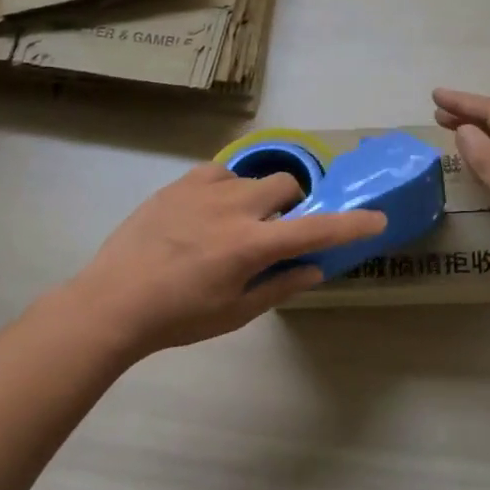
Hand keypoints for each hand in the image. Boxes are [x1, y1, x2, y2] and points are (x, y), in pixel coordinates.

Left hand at [71, 163, 385, 355]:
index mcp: (251, 246)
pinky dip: (228, 188)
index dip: (350, 224)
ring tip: (234, 225)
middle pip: (286, 184)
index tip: (377, 218)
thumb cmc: (178, 318)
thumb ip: (280, 285)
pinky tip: (210, 211)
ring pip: (253, 177)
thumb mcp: (235, 312)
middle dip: (293, 204)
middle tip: (275, 231)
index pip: (315, 229)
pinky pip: (221, 172)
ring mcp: (204, 190)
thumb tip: (314, 269)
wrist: (113, 301)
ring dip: (258, 198)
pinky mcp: (180, 184)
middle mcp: (234, 208)